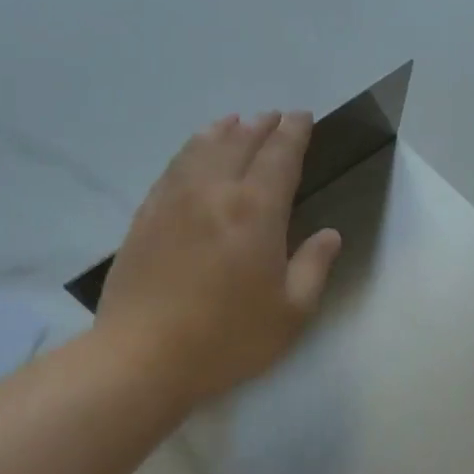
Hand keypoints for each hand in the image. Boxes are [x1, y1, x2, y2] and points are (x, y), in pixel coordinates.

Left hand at [97, 112, 340, 407]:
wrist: (144, 357)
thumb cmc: (228, 339)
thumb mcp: (291, 313)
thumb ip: (314, 267)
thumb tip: (329, 234)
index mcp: (255, 211)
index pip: (279, 156)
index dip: (294, 133)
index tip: (303, 117)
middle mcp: (213, 192)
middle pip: (240, 143)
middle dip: (262, 126)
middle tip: (276, 117)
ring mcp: (173, 200)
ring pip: (201, 148)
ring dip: (224, 131)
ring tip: (237, 122)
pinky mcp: (145, 216)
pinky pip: (173, 167)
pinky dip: (191, 149)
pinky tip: (195, 153)